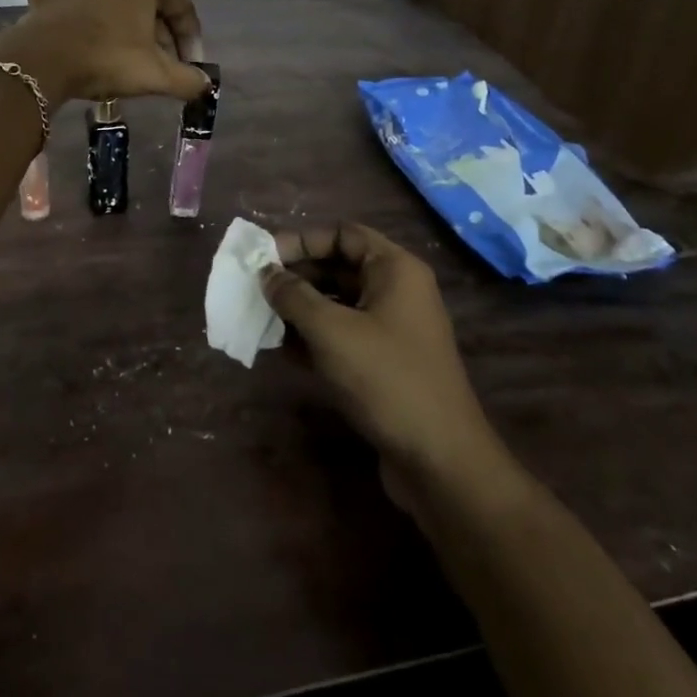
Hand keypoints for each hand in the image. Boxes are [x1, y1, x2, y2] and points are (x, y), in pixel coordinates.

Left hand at [0, 0, 208, 105]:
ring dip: (124, 17)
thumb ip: (187, 79)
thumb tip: (204, 84)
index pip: (180, 5)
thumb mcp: (157, 75)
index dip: (190, 37)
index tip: (191, 66)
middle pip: (147, 1)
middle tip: (163, 66)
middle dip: (160, 33)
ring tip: (129, 49)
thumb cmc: (109, 60)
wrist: (46, 63)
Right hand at [262, 224, 492, 483]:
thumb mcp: (331, 331)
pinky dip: (314, 337)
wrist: (440, 461)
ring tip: (261, 317)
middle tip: (256, 287)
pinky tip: (282, 350)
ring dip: (300, 308)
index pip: (342, 234)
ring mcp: (393, 329)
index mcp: (395, 269)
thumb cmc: (386, 379)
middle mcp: (397, 291)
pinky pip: (343, 335)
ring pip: (338, 303)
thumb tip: (266, 273)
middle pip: (339, 266)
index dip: (302, 240)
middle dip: (296, 275)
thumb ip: (294, 296)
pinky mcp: (385, 363)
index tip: (264, 256)